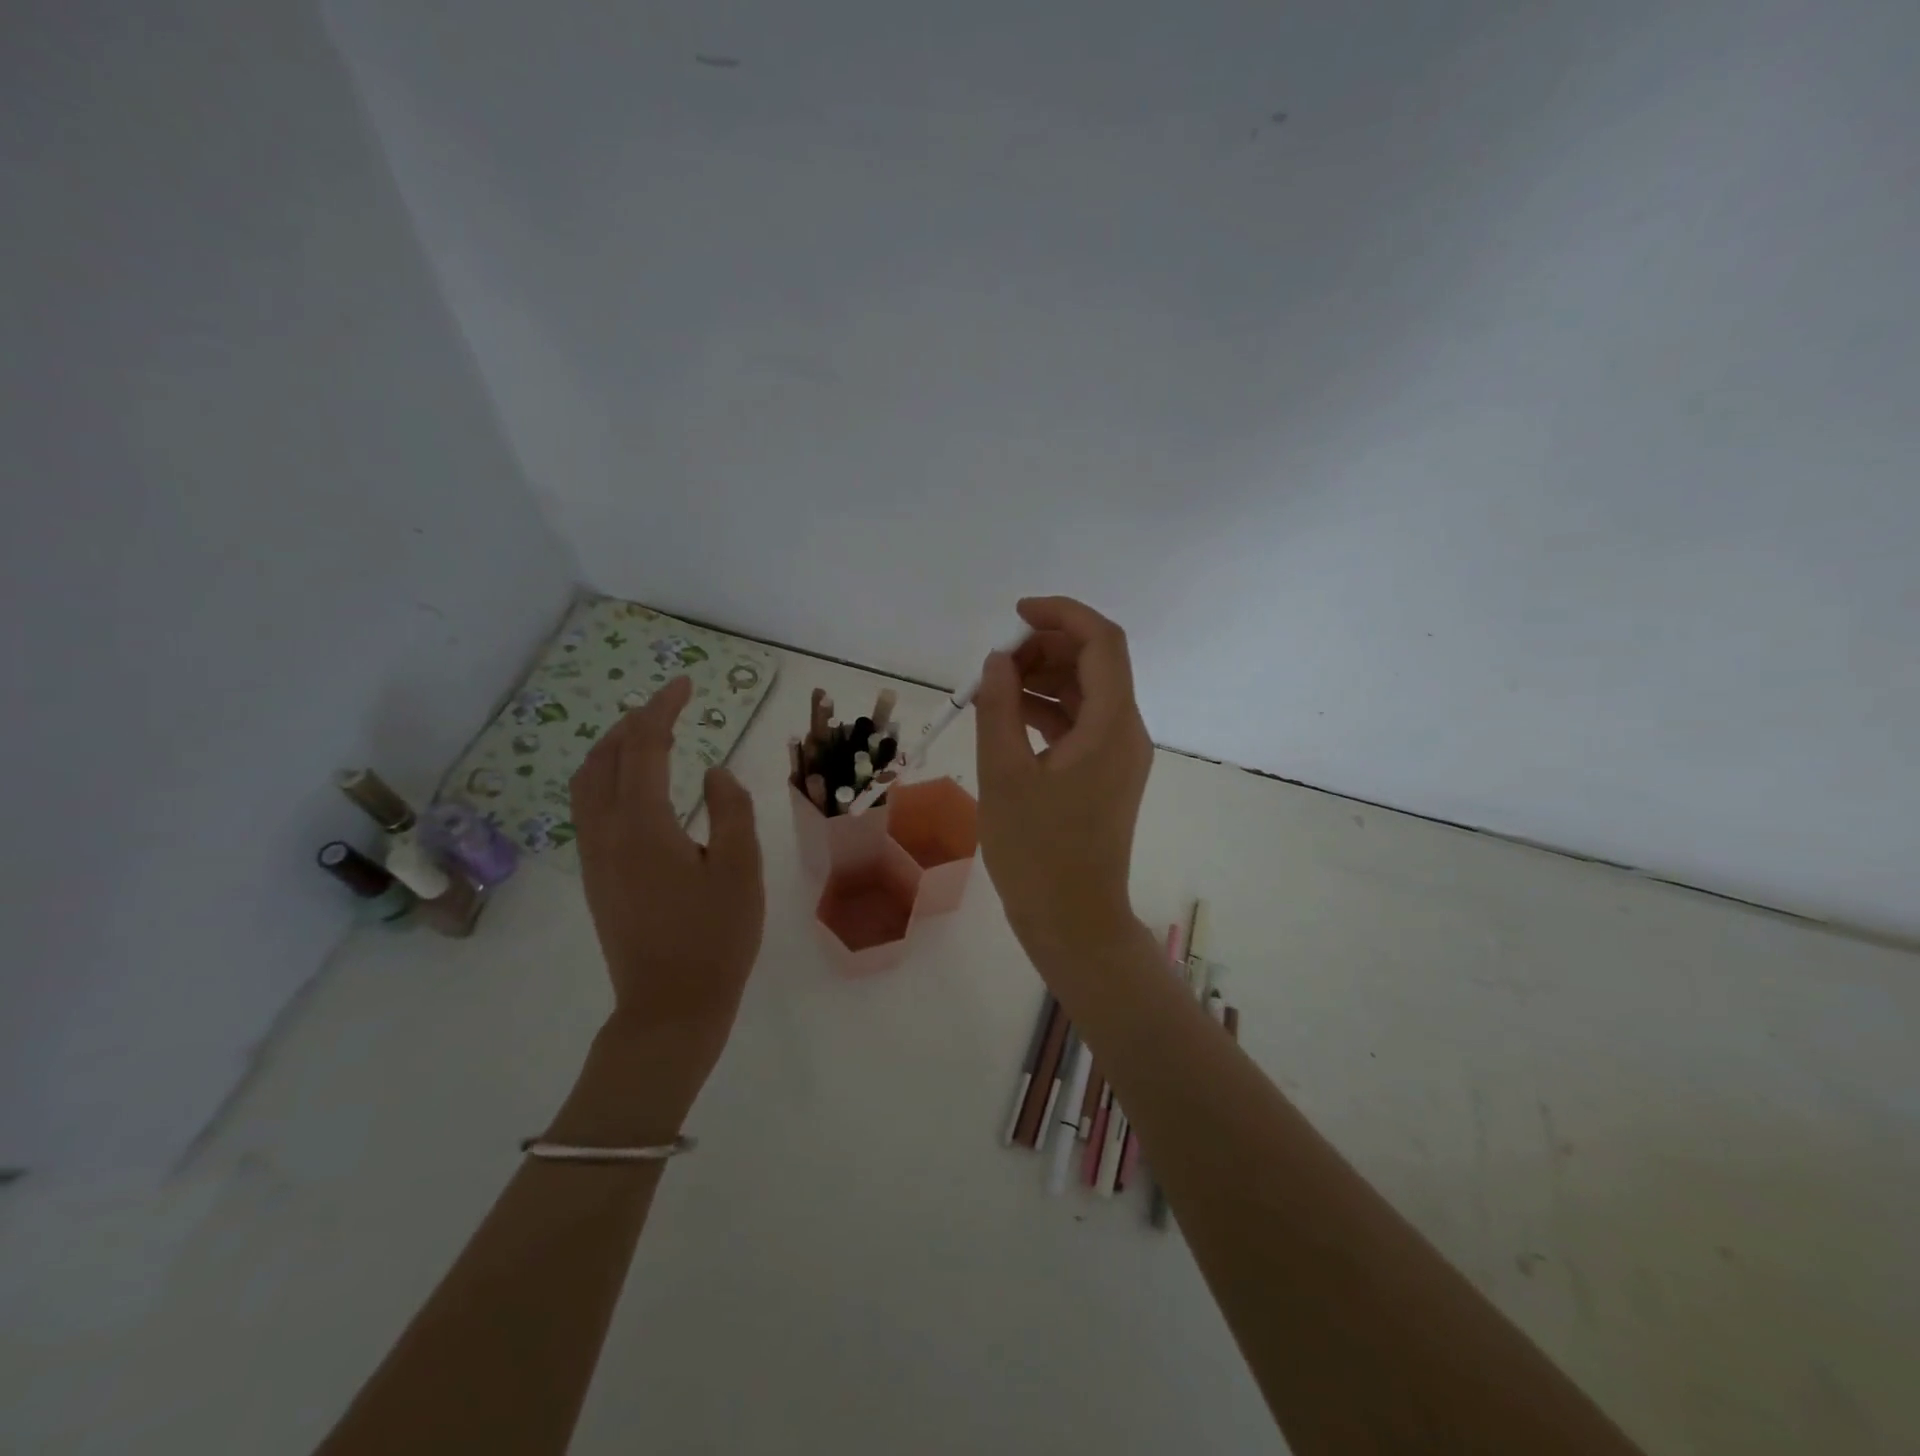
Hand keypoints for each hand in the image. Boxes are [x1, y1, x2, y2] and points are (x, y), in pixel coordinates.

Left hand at [569, 677, 764, 1099]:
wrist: (670, 1007)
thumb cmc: (716, 938)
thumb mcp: (741, 869)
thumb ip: (730, 810)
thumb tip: (713, 773)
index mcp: (643, 824)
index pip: (644, 746)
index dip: (663, 708)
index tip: (684, 685)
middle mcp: (606, 832)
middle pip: (605, 757)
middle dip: (633, 721)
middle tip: (669, 705)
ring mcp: (594, 856)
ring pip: (588, 782)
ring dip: (613, 748)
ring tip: (647, 735)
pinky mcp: (595, 877)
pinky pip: (589, 807)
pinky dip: (607, 777)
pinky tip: (635, 786)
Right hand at [974, 596, 1152, 958]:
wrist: (1073, 921)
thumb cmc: (1036, 852)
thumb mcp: (1004, 775)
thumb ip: (999, 707)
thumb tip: (997, 661)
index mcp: (1112, 726)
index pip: (1102, 642)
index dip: (1062, 614)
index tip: (1015, 614)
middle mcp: (1127, 732)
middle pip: (1096, 663)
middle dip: (1046, 648)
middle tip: (995, 661)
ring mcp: (1119, 755)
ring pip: (1086, 693)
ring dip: (1043, 678)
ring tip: (992, 687)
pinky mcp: (1106, 774)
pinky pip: (1080, 724)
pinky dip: (1047, 711)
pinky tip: (1008, 716)